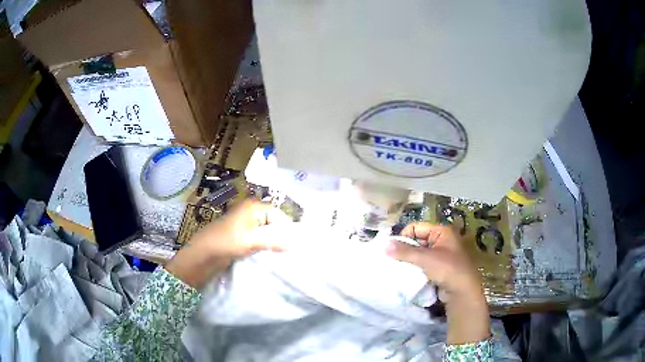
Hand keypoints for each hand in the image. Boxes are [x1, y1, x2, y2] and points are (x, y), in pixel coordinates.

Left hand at [166, 200, 289, 288]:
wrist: (201, 255)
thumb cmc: (224, 243)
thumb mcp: (250, 241)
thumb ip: (274, 241)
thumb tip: (295, 243)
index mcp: (253, 207)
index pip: (279, 215)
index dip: (287, 229)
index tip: (295, 246)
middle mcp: (250, 213)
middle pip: (274, 223)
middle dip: (281, 236)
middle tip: (291, 252)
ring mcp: (245, 225)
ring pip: (267, 233)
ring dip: (273, 243)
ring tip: (283, 256)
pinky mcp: (242, 237)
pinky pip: (259, 240)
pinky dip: (265, 247)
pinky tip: (270, 257)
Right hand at [387, 222, 489, 344]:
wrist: (462, 292)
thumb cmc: (447, 270)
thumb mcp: (425, 258)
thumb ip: (405, 251)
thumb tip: (384, 245)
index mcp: (441, 231)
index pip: (416, 227)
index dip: (403, 236)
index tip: (392, 249)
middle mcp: (442, 240)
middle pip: (417, 240)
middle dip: (405, 250)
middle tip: (392, 260)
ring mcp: (441, 256)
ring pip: (418, 254)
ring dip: (408, 261)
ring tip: (398, 268)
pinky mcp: (439, 269)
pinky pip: (422, 265)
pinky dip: (414, 269)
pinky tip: (406, 275)